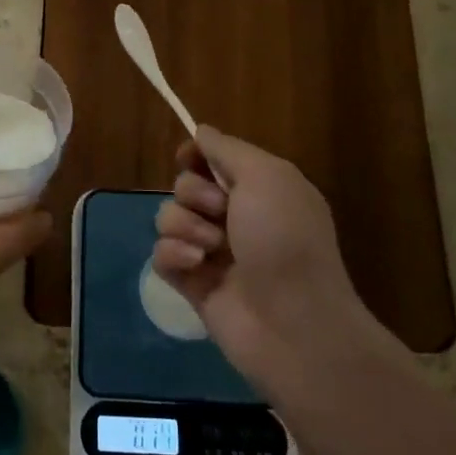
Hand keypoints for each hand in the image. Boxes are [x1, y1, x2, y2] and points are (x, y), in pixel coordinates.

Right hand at [154, 127, 390, 392]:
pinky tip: (196, 266)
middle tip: (220, 212)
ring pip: (169, 218)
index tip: (189, 158)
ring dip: (184, 225)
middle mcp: (235, 217)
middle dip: (194, 193)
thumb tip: (201, 131)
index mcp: (260, 189)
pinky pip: (161, 255)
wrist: (294, 323)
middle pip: (185, 185)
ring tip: (210, 247)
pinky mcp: (192, 284)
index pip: (212, 159)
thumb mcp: (266, 176)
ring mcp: (212, 252)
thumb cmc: (285, 240)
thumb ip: (227, 149)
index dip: (196, 155)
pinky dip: (174, 255)